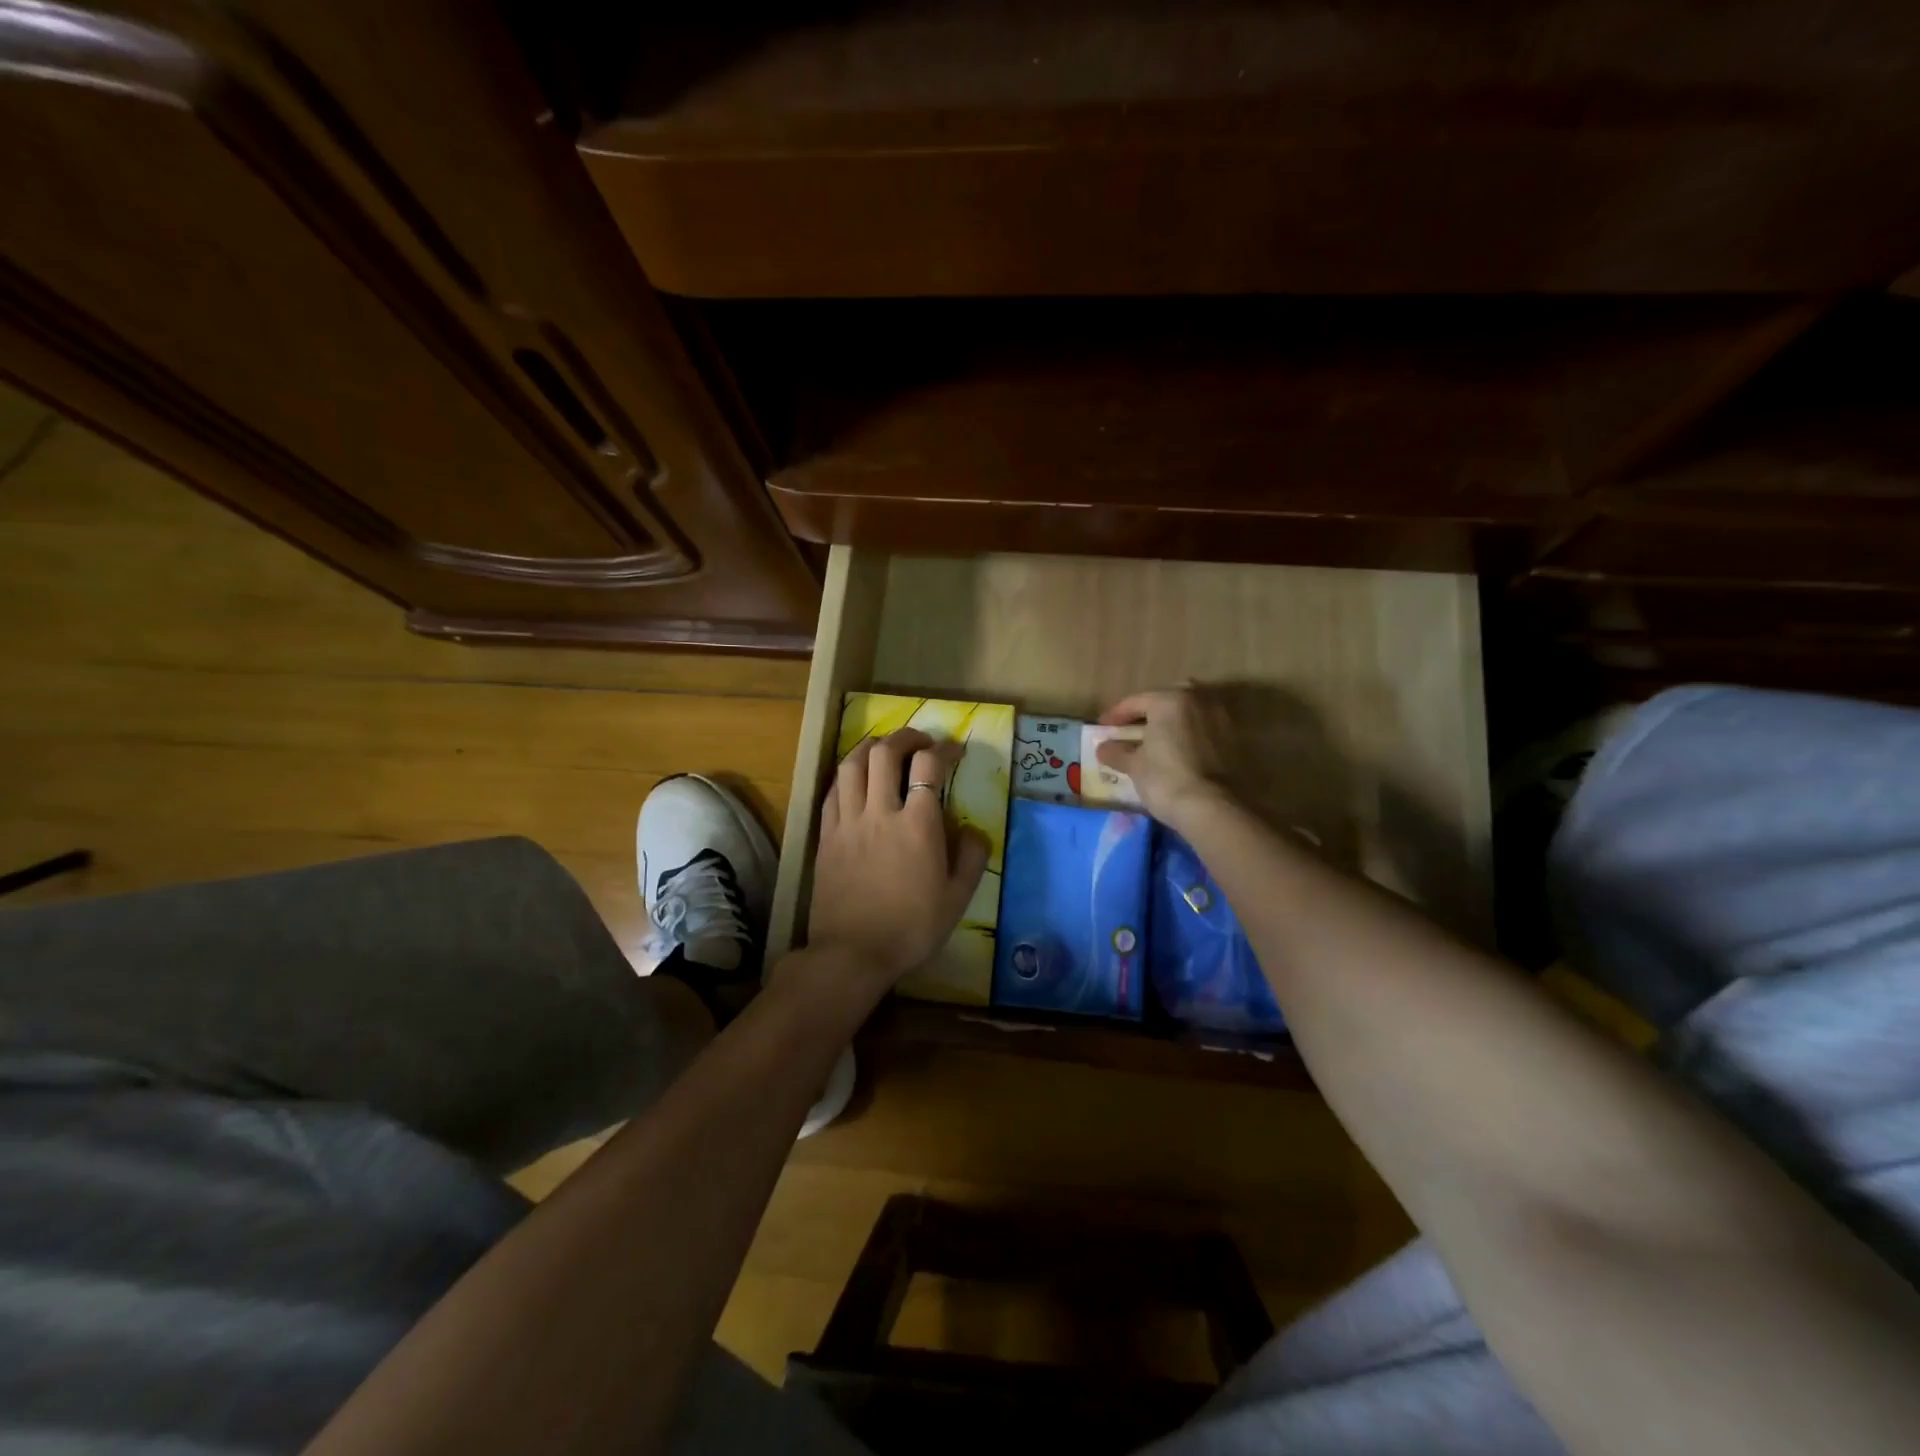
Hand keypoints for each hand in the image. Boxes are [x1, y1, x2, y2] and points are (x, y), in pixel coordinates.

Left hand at [809, 728, 989, 985]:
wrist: (853, 953)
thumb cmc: (912, 928)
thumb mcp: (958, 898)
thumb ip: (972, 857)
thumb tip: (973, 829)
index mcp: (918, 824)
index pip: (929, 765)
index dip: (944, 748)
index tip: (953, 750)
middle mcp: (881, 811)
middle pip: (886, 752)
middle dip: (906, 736)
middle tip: (920, 742)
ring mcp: (848, 821)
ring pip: (852, 764)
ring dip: (870, 746)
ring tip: (884, 748)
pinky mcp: (826, 835)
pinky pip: (833, 791)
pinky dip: (846, 774)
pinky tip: (855, 778)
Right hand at [1095, 687, 1237, 832]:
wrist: (1213, 808)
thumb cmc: (1165, 779)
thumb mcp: (1134, 765)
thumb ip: (1116, 752)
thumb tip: (1103, 748)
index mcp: (1170, 700)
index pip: (1135, 702)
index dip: (1115, 715)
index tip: (1102, 728)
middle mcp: (1198, 700)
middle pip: (1166, 700)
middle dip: (1148, 712)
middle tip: (1132, 729)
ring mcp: (1220, 718)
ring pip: (1188, 713)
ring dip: (1171, 723)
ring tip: (1155, 742)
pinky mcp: (1233, 739)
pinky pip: (1202, 729)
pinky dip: (1188, 735)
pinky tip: (1177, 752)